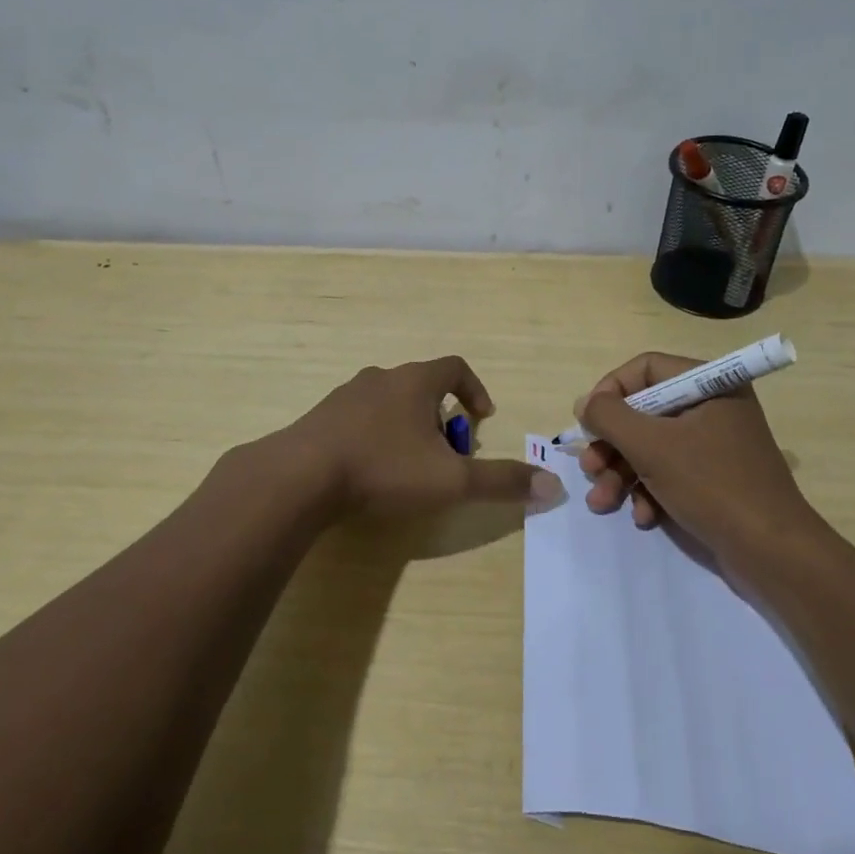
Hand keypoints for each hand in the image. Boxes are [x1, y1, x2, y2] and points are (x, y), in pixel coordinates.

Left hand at [281, 357, 561, 519]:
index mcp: (414, 381)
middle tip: (446, 452)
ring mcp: (345, 396)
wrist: (300, 477)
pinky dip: (374, 436)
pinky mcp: (320, 418)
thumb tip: (554, 487)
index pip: (455, 367)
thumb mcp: (450, 480)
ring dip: (406, 425)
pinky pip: (358, 419)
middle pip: (421, 385)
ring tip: (409, 464)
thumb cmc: (383, 469)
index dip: (475, 389)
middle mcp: (380, 378)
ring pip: (388, 401)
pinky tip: (369, 470)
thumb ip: (501, 482)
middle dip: (440, 416)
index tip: (481, 419)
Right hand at [576, 351, 815, 558]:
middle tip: (590, 468)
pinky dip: (649, 491)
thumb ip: (609, 417)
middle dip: (611, 444)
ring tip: (602, 502)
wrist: (772, 553)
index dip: (610, 391)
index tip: (588, 421)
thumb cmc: (712, 486)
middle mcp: (713, 407)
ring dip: (622, 473)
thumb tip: (584, 402)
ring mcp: (715, 445)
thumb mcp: (651, 446)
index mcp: (709, 385)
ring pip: (651, 446)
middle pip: (644, 411)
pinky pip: (670, 472)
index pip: (646, 369)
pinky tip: (643, 517)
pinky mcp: (714, 479)